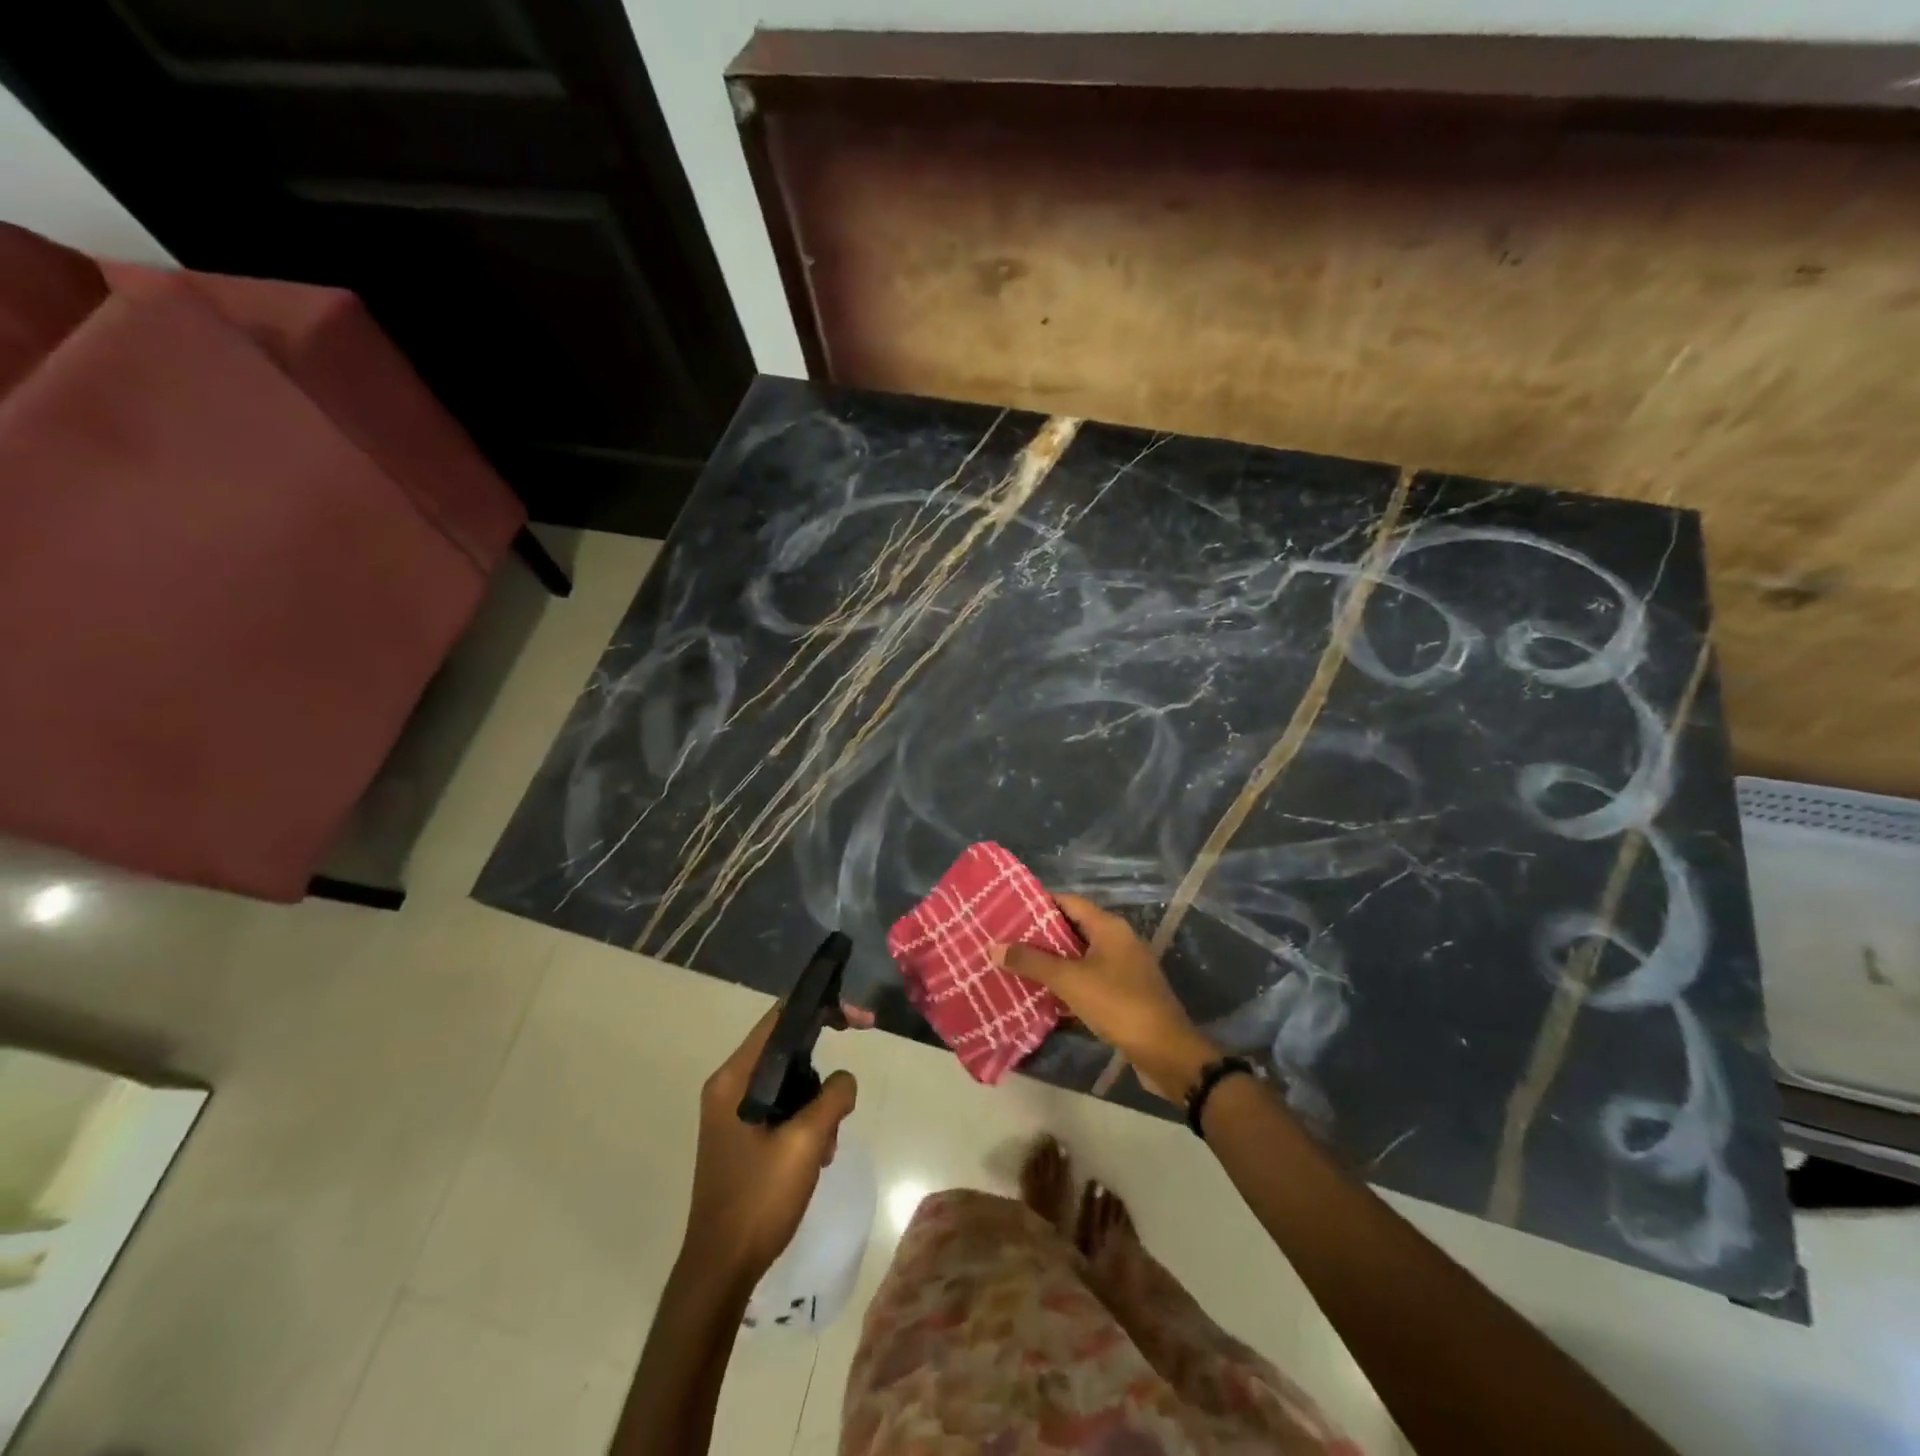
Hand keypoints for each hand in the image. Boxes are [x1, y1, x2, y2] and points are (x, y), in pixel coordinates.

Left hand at [680, 1002, 859, 1285]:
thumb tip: (844, 1081)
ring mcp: (731, 1113)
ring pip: (787, 1082)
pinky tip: (816, 1156)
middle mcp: (728, 1086)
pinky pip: (780, 1107)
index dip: (822, 1008)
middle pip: (786, 1049)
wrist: (720, 1269)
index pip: (780, 1018)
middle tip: (848, 1096)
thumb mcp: (806, 1142)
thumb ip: (832, 1097)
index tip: (859, 1021)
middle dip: (822, 1069)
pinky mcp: (740, 1135)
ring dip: (817, 1103)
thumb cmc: (759, 1199)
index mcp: (734, 1079)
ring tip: (827, 1144)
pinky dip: (804, 1121)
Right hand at [997, 894, 1217, 1101]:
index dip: (1038, 903)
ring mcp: (1124, 968)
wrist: (1166, 1052)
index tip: (1008, 910)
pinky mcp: (1125, 994)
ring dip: (1052, 962)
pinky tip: (1043, 995)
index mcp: (1109, 927)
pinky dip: (1067, 983)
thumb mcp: (1069, 980)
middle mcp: (1118, 941)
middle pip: (1073, 928)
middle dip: (1040, 935)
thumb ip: (1032, 962)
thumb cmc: (1118, 1004)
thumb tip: (995, 947)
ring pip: (1080, 957)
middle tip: (1005, 940)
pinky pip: (1089, 979)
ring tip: (1016, 965)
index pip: (1068, 902)